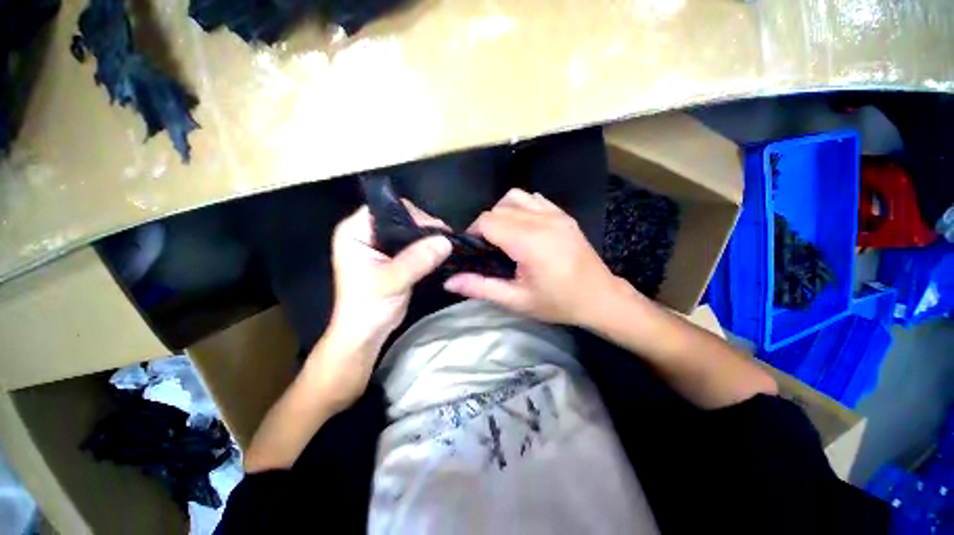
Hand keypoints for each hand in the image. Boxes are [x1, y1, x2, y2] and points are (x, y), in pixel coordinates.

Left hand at [309, 202, 450, 409]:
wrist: (366, 334)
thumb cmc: (368, 307)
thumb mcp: (391, 281)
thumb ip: (417, 259)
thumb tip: (446, 241)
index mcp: (355, 231)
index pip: (385, 209)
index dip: (411, 214)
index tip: (435, 228)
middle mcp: (366, 234)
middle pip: (400, 218)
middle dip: (423, 227)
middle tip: (444, 237)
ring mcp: (380, 246)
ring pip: (409, 232)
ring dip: (427, 238)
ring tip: (446, 244)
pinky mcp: (393, 258)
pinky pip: (413, 245)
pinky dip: (426, 248)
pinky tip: (440, 252)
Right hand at [444, 189, 623, 325]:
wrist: (600, 298)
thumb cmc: (558, 302)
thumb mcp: (517, 301)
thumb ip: (481, 288)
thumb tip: (448, 281)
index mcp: (529, 241)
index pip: (488, 221)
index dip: (473, 233)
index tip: (473, 251)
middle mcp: (542, 220)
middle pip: (498, 208)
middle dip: (485, 225)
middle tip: (487, 249)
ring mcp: (555, 214)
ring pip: (514, 197)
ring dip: (501, 213)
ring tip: (503, 236)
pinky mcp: (563, 215)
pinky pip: (534, 199)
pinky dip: (520, 208)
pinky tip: (523, 227)